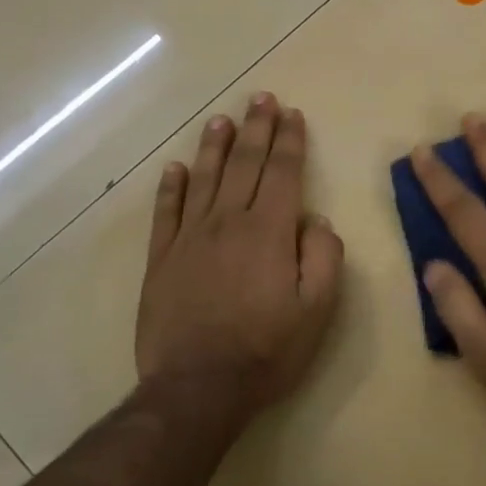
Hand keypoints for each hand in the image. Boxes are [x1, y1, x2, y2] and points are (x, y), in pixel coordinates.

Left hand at [137, 93, 343, 411]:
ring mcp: (190, 238)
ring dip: (215, 146)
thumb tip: (315, 221)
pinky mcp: (162, 259)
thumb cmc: (267, 350)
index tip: (292, 114)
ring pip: (204, 178)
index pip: (283, 173)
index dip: (290, 141)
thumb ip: (323, 257)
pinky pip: (166, 212)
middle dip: (257, 128)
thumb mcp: (318, 310)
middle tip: (261, 99)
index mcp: (270, 231)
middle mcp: (229, 222)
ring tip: (222, 120)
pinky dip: (170, 186)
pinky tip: (174, 168)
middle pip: (245, 164)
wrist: (198, 387)